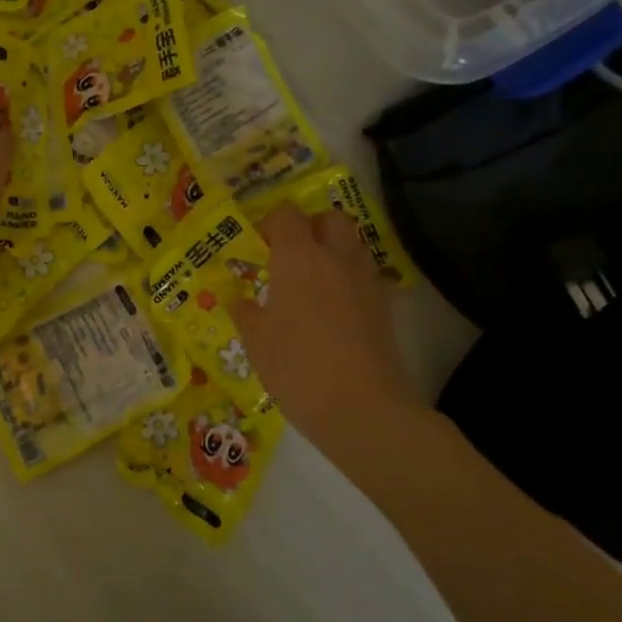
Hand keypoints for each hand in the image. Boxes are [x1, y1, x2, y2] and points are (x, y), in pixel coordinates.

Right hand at [231, 206, 422, 447]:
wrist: (360, 406)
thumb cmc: (296, 367)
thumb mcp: (256, 342)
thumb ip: (245, 312)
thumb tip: (237, 299)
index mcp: (298, 257)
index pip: (287, 215)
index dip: (271, 224)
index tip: (259, 248)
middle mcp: (335, 257)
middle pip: (329, 218)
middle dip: (309, 228)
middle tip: (289, 257)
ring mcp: (365, 279)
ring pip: (351, 244)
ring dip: (331, 251)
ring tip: (310, 284)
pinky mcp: (384, 305)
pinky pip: (363, 275)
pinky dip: (347, 280)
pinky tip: (331, 310)